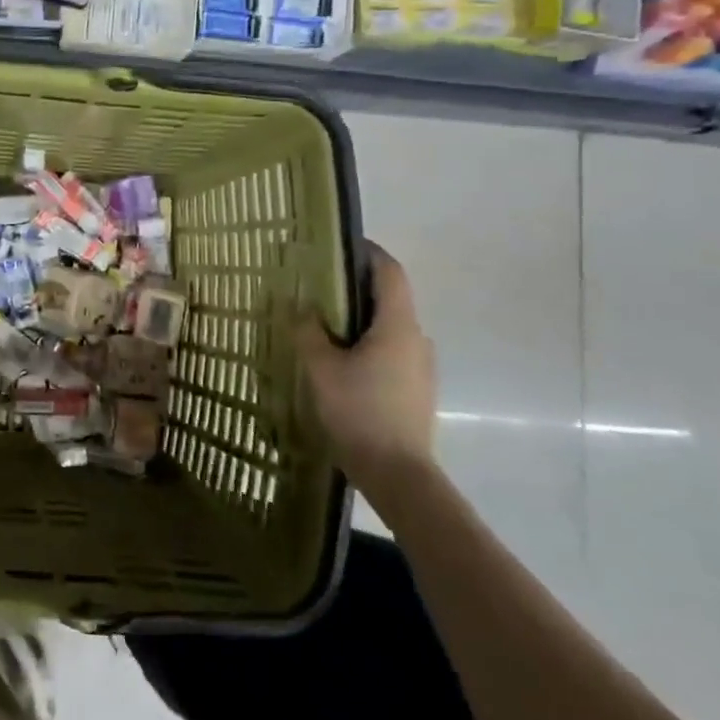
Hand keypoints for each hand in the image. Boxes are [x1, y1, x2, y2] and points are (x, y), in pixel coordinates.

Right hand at [299, 241, 437, 506]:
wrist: (398, 474)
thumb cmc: (359, 412)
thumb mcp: (321, 369)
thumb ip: (308, 332)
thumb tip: (299, 306)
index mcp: (397, 325)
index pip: (390, 272)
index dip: (369, 253)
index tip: (341, 244)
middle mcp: (417, 339)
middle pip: (389, 299)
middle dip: (356, 288)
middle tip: (318, 287)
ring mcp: (421, 366)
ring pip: (389, 328)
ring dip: (360, 320)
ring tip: (323, 326)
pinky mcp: (416, 389)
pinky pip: (391, 352)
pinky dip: (367, 344)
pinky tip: (340, 363)